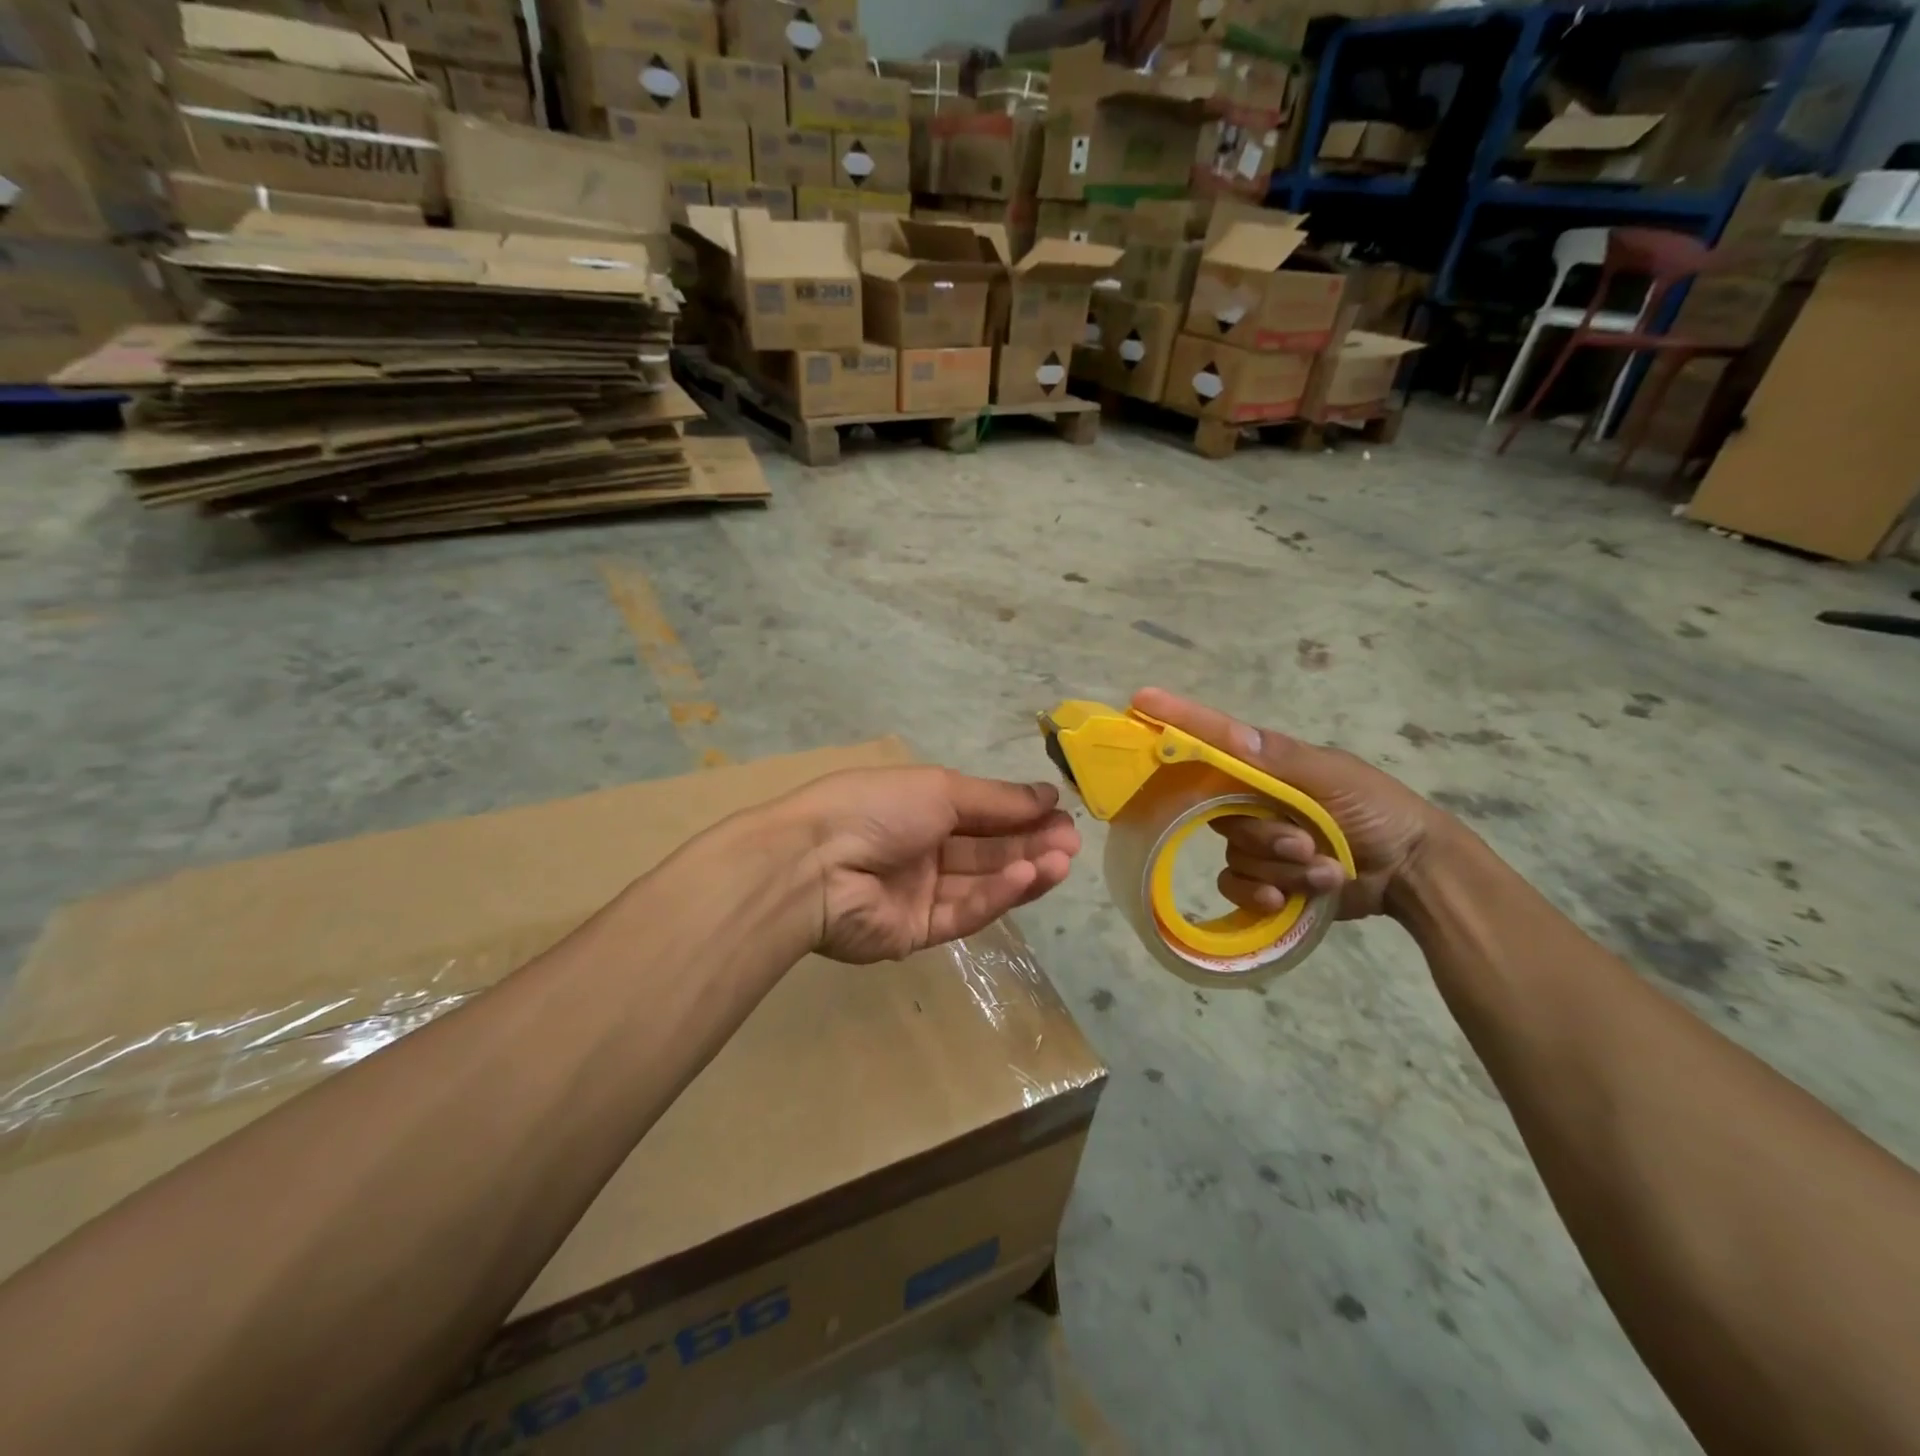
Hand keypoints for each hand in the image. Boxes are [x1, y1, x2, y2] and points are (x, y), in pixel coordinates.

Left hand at [775, 767, 1080, 964]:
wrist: (814, 864)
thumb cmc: (877, 808)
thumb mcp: (940, 789)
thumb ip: (995, 799)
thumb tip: (1047, 794)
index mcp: (921, 809)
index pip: (982, 813)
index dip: (1021, 813)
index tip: (1060, 813)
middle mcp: (922, 849)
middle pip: (987, 849)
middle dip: (1031, 843)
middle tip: (1072, 841)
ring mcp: (919, 893)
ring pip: (981, 882)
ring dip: (1023, 870)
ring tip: (1062, 861)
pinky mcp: (916, 932)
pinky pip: (962, 913)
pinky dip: (996, 896)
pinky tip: (1027, 878)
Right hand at [1133, 688, 1446, 921]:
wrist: (1412, 872)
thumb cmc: (1376, 810)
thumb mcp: (1333, 777)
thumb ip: (1281, 759)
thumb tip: (1233, 734)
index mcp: (1266, 767)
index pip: (1212, 742)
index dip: (1177, 722)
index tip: (1141, 701)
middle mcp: (1253, 800)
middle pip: (1218, 814)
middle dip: (1264, 834)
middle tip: (1303, 843)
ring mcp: (1258, 842)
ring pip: (1233, 854)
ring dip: (1279, 868)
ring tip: (1323, 870)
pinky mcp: (1264, 881)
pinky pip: (1236, 887)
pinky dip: (1264, 896)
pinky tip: (1293, 899)